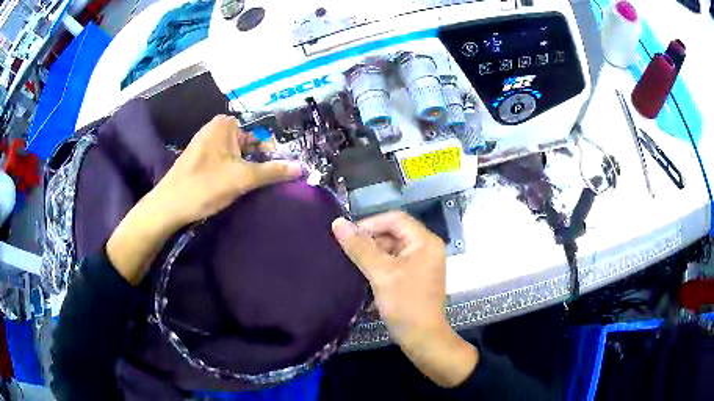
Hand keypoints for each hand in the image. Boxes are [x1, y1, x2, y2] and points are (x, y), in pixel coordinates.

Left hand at [153, 115, 301, 227]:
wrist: (169, 206)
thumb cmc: (205, 186)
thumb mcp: (242, 178)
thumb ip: (272, 171)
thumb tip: (301, 167)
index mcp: (226, 124)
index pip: (260, 137)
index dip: (272, 156)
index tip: (278, 175)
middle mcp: (216, 128)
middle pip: (248, 146)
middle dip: (257, 164)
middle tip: (262, 184)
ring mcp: (206, 143)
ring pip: (236, 156)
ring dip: (244, 171)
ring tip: (247, 188)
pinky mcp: (200, 158)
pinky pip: (224, 162)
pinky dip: (231, 173)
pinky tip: (231, 188)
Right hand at [332, 211, 476, 387]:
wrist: (422, 338)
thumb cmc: (405, 304)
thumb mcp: (381, 273)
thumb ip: (360, 247)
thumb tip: (338, 223)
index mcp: (425, 241)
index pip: (395, 219)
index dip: (370, 224)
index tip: (348, 236)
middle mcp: (426, 248)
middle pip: (394, 233)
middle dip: (370, 240)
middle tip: (347, 251)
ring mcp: (421, 263)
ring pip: (392, 248)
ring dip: (372, 253)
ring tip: (351, 262)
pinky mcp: (415, 277)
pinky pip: (394, 262)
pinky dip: (379, 265)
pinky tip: (362, 273)